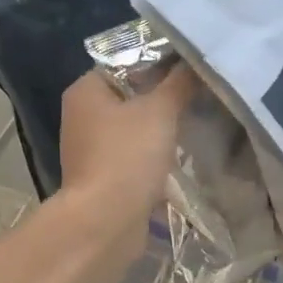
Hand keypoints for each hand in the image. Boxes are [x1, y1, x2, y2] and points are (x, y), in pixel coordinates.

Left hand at [56, 64, 196, 259]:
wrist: (106, 222)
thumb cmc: (127, 156)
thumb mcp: (160, 111)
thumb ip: (179, 82)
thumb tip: (194, 60)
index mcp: (86, 90)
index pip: (125, 61)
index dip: (158, 62)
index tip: (191, 66)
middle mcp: (82, 115)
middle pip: (131, 95)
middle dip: (164, 96)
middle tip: (200, 92)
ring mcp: (91, 148)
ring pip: (134, 127)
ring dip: (161, 127)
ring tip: (197, 120)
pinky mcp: (104, 176)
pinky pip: (134, 154)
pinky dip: (155, 154)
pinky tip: (183, 153)